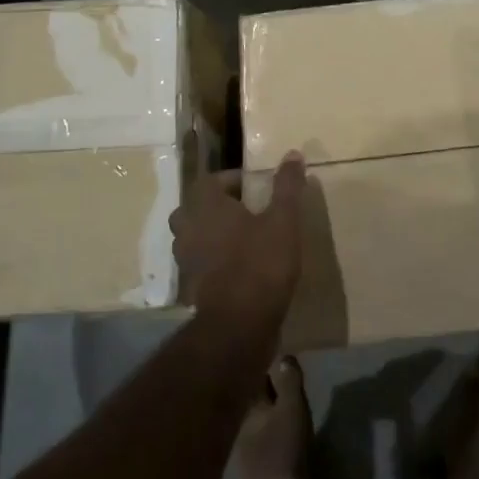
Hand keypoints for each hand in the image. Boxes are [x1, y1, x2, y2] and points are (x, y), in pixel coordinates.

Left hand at [170, 154, 306, 328]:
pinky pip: (199, 263)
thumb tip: (293, 153)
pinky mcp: (191, 287)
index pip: (208, 180)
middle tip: (246, 210)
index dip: (230, 180)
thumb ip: (287, 186)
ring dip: (214, 233)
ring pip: (194, 236)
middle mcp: (188, 229)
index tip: (254, 187)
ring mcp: (185, 260)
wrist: (239, 325)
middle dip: (218, 206)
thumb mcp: (283, 220)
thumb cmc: (260, 263)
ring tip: (244, 237)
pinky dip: (214, 260)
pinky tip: (239, 267)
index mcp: (205, 206)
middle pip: (195, 208)